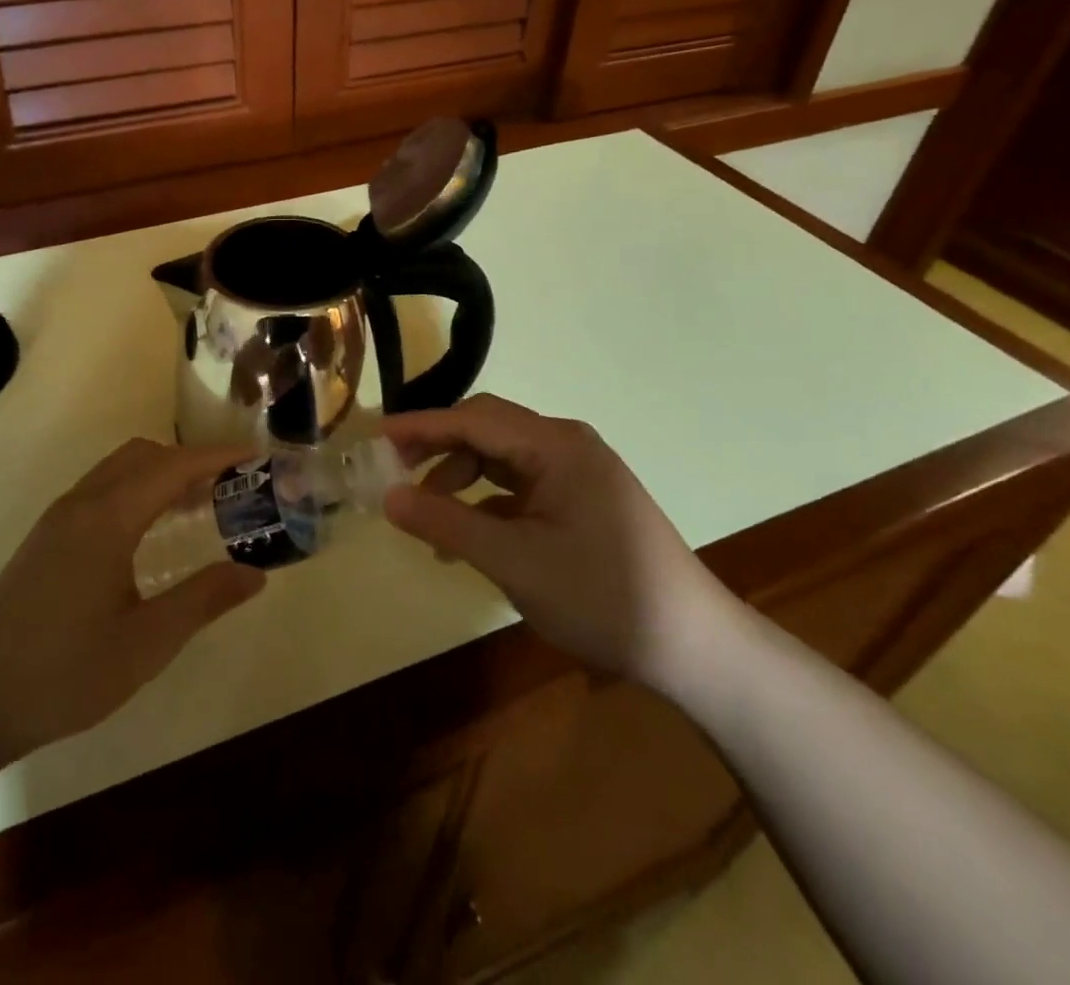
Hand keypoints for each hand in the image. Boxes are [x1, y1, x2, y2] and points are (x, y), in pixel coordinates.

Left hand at [0, 439, 264, 767]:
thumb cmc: (63, 674)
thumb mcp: (146, 644)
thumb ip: (203, 600)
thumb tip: (256, 573)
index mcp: (107, 519)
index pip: (172, 467)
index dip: (216, 458)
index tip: (255, 458)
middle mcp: (80, 504)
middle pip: (144, 456)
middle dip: (190, 461)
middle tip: (231, 487)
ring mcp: (57, 518)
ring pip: (119, 470)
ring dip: (161, 474)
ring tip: (200, 505)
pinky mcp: (46, 537)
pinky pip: (102, 489)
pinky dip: (137, 489)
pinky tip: (151, 531)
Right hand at [380, 395, 732, 684]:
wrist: (694, 648)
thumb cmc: (601, 596)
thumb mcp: (514, 560)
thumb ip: (446, 522)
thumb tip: (388, 497)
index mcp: (555, 446)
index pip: (473, 420)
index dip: (420, 426)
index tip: (374, 437)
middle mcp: (567, 445)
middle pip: (487, 430)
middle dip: (438, 447)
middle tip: (394, 471)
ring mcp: (578, 472)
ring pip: (502, 457)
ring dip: (461, 477)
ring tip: (428, 517)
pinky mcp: (583, 500)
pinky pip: (522, 484)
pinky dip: (488, 500)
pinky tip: (468, 533)